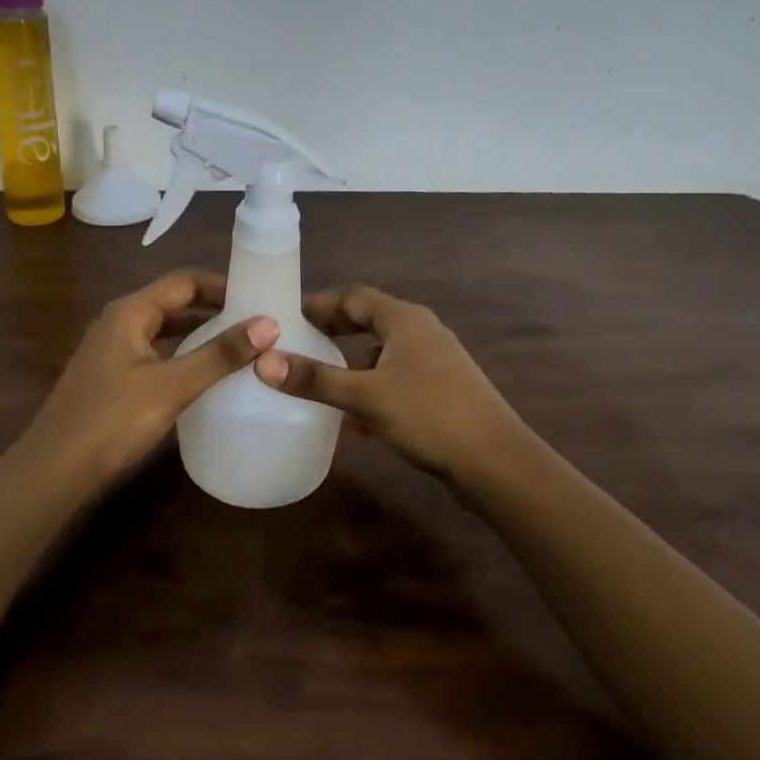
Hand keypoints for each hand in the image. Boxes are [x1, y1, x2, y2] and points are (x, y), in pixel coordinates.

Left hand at [19, 269, 276, 493]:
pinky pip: (154, 352)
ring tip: (238, 345)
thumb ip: (218, 355)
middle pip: (173, 301)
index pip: (184, 281)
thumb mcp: (172, 386)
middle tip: (256, 322)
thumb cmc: (112, 420)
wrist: (54, 469)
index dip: (222, 285)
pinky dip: (181, 354)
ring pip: (163, 329)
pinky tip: (201, 374)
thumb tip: (268, 324)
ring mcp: (111, 349)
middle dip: (213, 307)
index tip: (259, 297)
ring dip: (198, 332)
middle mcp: (118, 321)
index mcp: (129, 312)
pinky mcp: (110, 376)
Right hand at [253, 285, 524, 480]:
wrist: (495, 463)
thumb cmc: (430, 416)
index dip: (318, 303)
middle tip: (293, 344)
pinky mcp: (436, 393)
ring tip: (312, 384)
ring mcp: (431, 364)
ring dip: (347, 368)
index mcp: (405, 320)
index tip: (284, 316)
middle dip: (330, 333)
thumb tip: (263, 362)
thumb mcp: (367, 396)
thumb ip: (316, 380)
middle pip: (366, 322)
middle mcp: (420, 333)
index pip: (353, 296)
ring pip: (378, 356)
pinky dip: (367, 394)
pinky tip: (346, 425)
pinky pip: (391, 384)